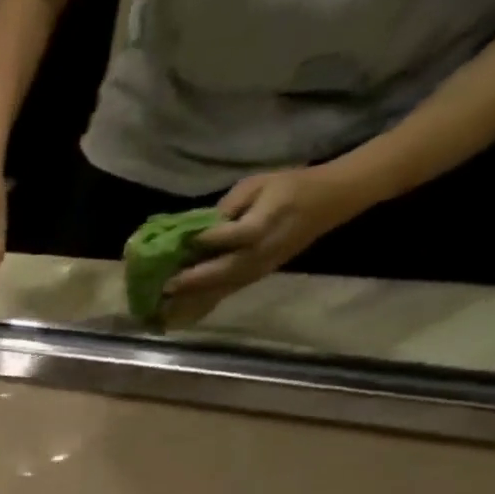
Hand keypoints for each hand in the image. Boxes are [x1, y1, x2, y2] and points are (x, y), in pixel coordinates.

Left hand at [161, 166, 369, 324]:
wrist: (330, 200)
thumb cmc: (289, 186)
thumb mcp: (257, 184)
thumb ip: (228, 206)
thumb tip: (195, 229)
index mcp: (267, 221)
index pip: (238, 234)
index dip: (212, 238)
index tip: (185, 241)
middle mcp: (264, 251)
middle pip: (227, 269)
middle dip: (194, 279)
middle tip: (164, 285)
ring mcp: (261, 267)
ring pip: (225, 286)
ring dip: (195, 295)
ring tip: (166, 301)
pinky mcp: (257, 277)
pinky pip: (228, 292)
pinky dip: (204, 301)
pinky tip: (179, 309)